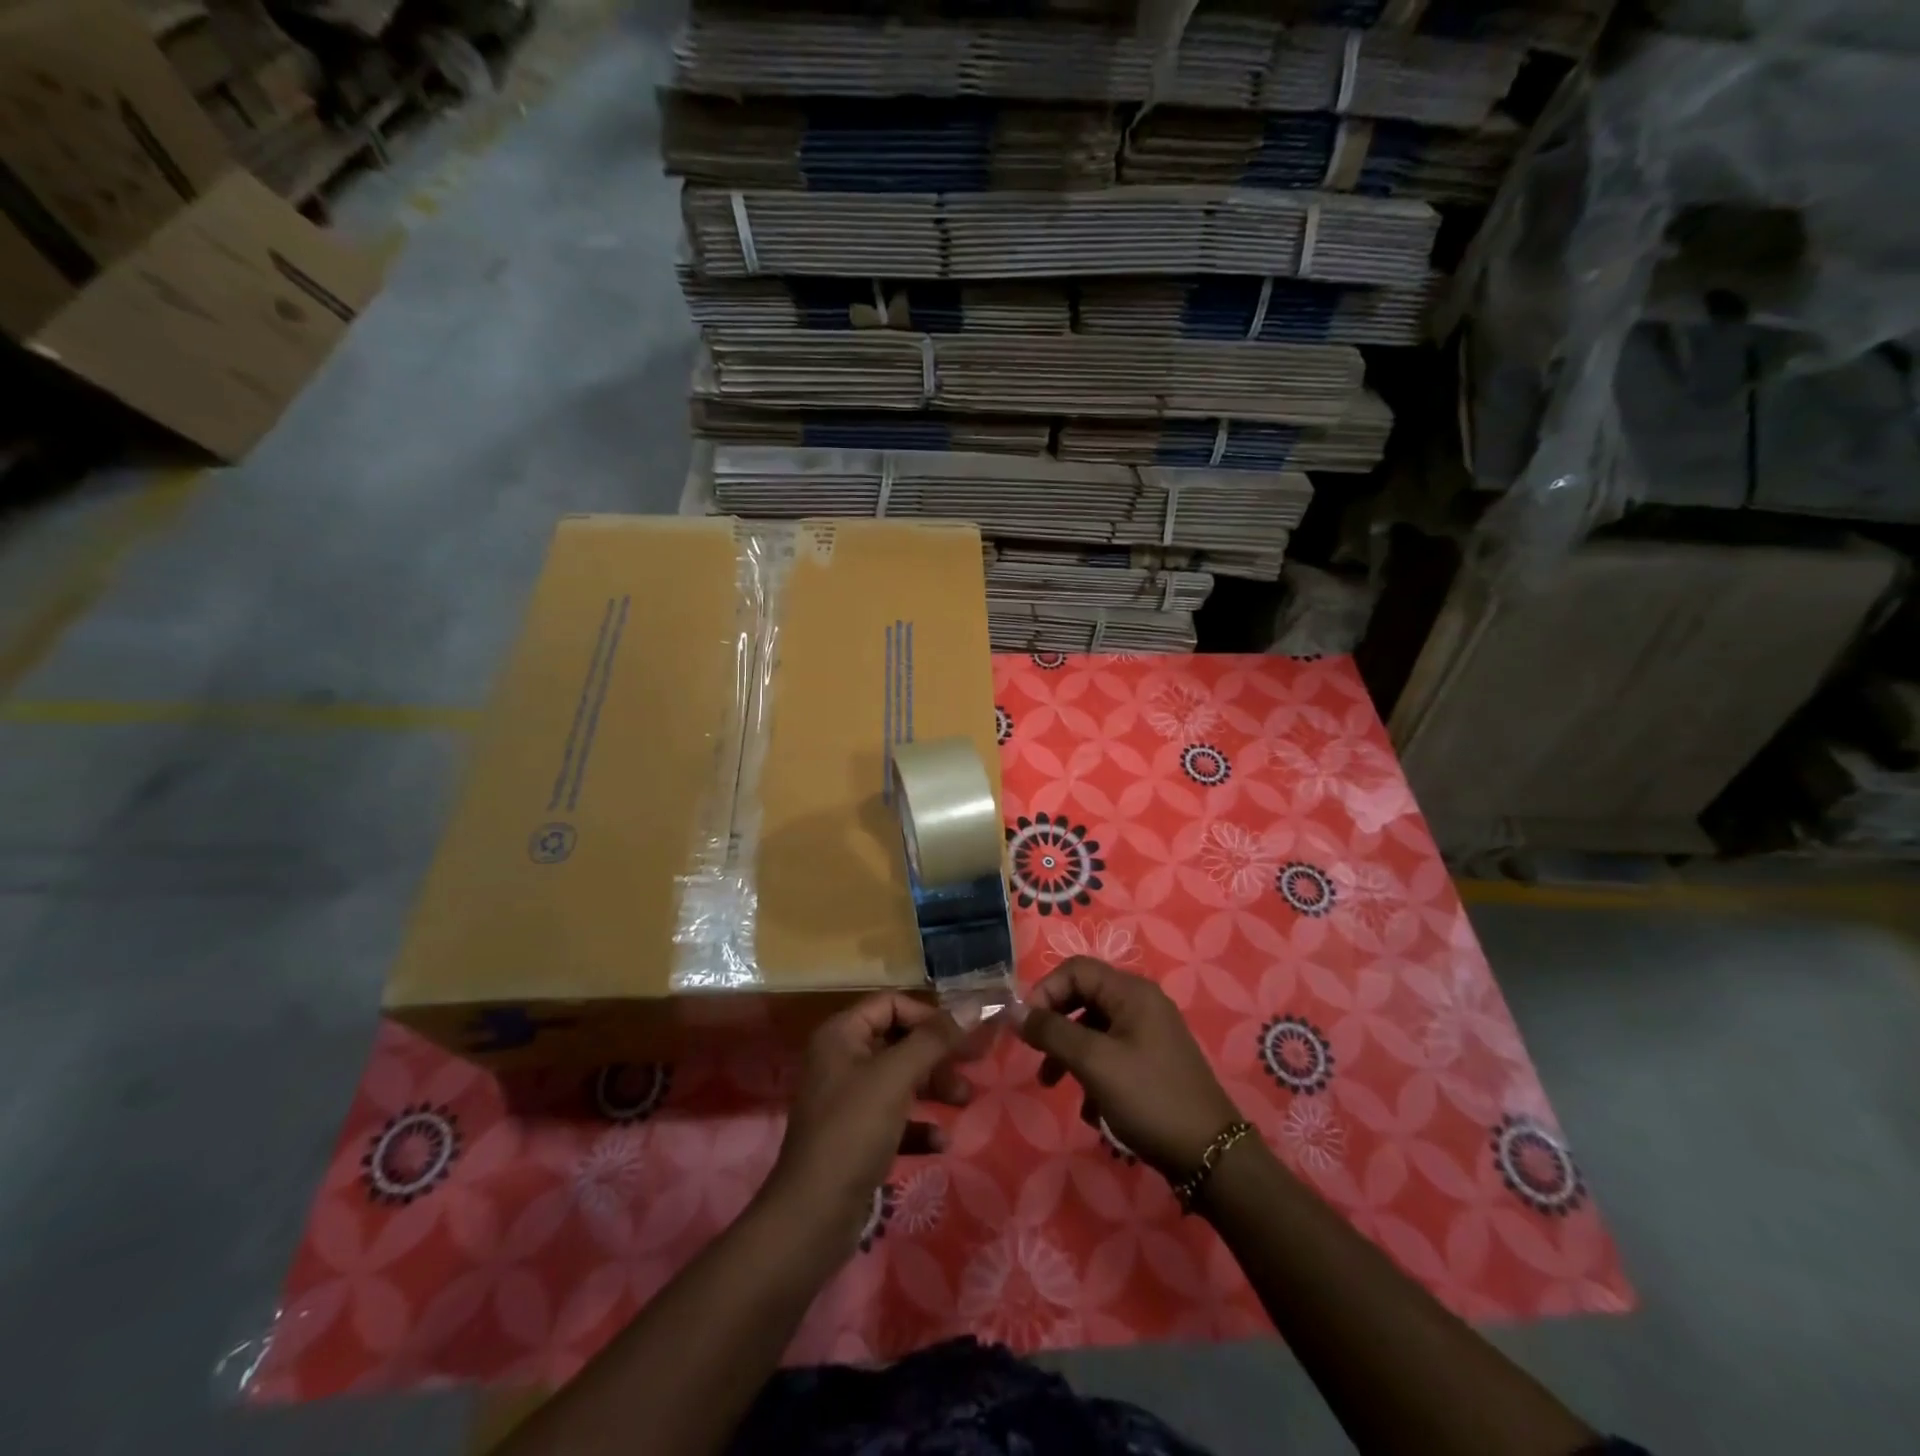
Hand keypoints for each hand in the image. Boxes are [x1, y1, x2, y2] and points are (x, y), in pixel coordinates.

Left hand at [759, 993, 975, 1259]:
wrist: (812, 1217)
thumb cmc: (853, 1131)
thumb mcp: (896, 1077)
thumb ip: (935, 1040)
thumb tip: (974, 1005)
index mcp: (841, 1035)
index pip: (891, 1005)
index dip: (928, 1015)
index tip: (961, 1035)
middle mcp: (841, 1060)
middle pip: (898, 1041)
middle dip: (936, 1054)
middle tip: (973, 1067)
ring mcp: (847, 1100)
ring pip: (900, 1080)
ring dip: (933, 1087)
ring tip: (964, 1101)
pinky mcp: (855, 1138)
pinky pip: (894, 1118)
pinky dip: (917, 1125)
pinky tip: (940, 1142)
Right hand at [1016, 957, 1240, 1178]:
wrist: (1210, 1155)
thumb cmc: (1149, 1097)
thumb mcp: (1093, 1062)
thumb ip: (1051, 1032)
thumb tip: (1014, 1012)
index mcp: (1131, 992)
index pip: (1075, 970)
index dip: (1045, 991)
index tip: (1026, 1027)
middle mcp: (1141, 1004)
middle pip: (1083, 997)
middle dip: (1055, 1026)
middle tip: (1036, 1055)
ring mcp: (1149, 1034)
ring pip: (1094, 1029)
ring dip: (1069, 1054)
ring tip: (1052, 1085)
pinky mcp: (1152, 1063)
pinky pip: (1111, 1054)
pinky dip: (1093, 1074)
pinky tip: (1092, 1109)